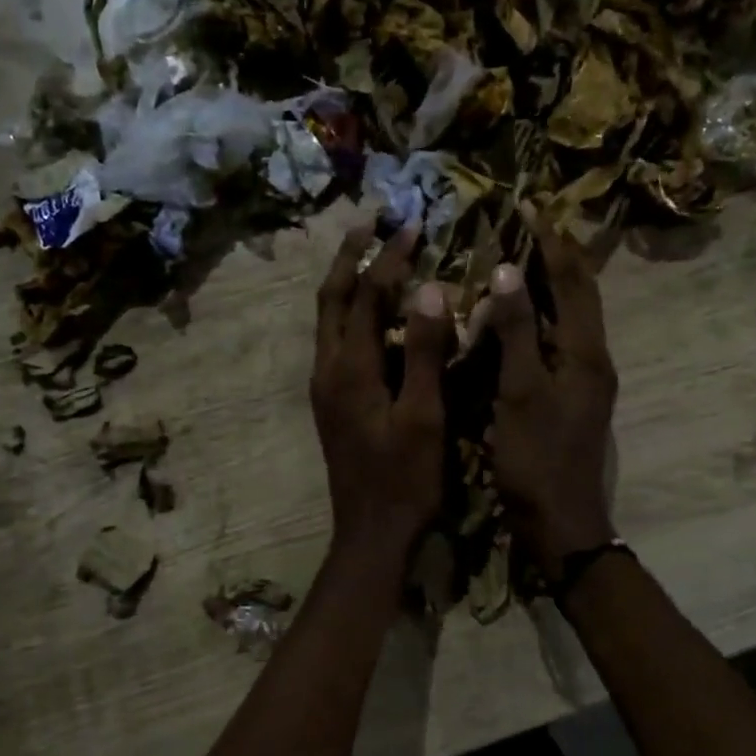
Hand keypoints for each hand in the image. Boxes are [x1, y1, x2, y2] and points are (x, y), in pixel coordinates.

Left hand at [311, 221, 451, 562]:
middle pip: (331, 299)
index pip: (366, 297)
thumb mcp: (423, 417)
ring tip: (369, 253)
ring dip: (347, 282)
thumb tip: (430, 289)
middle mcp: (328, 369)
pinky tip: (375, 314)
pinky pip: (337, 341)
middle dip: (350, 256)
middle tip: (370, 221)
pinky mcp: (332, 401)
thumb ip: (425, 353)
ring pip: (329, 319)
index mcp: (350, 369)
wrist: (371, 534)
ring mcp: (326, 386)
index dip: (389, 259)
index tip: (414, 227)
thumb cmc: (404, 480)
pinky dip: (352, 313)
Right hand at [486, 206, 618, 572]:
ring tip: (524, 256)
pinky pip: (558, 341)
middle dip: (558, 256)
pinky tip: (517, 316)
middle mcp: (593, 359)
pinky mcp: (570, 396)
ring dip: (551, 284)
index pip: (573, 282)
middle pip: (580, 295)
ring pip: (571, 318)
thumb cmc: (536, 458)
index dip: (552, 243)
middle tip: (532, 223)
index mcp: (586, 353)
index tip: (531, 206)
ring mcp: (584, 380)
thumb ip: (517, 332)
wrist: (560, 521)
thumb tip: (506, 272)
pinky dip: (540, 318)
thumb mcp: (521, 392)